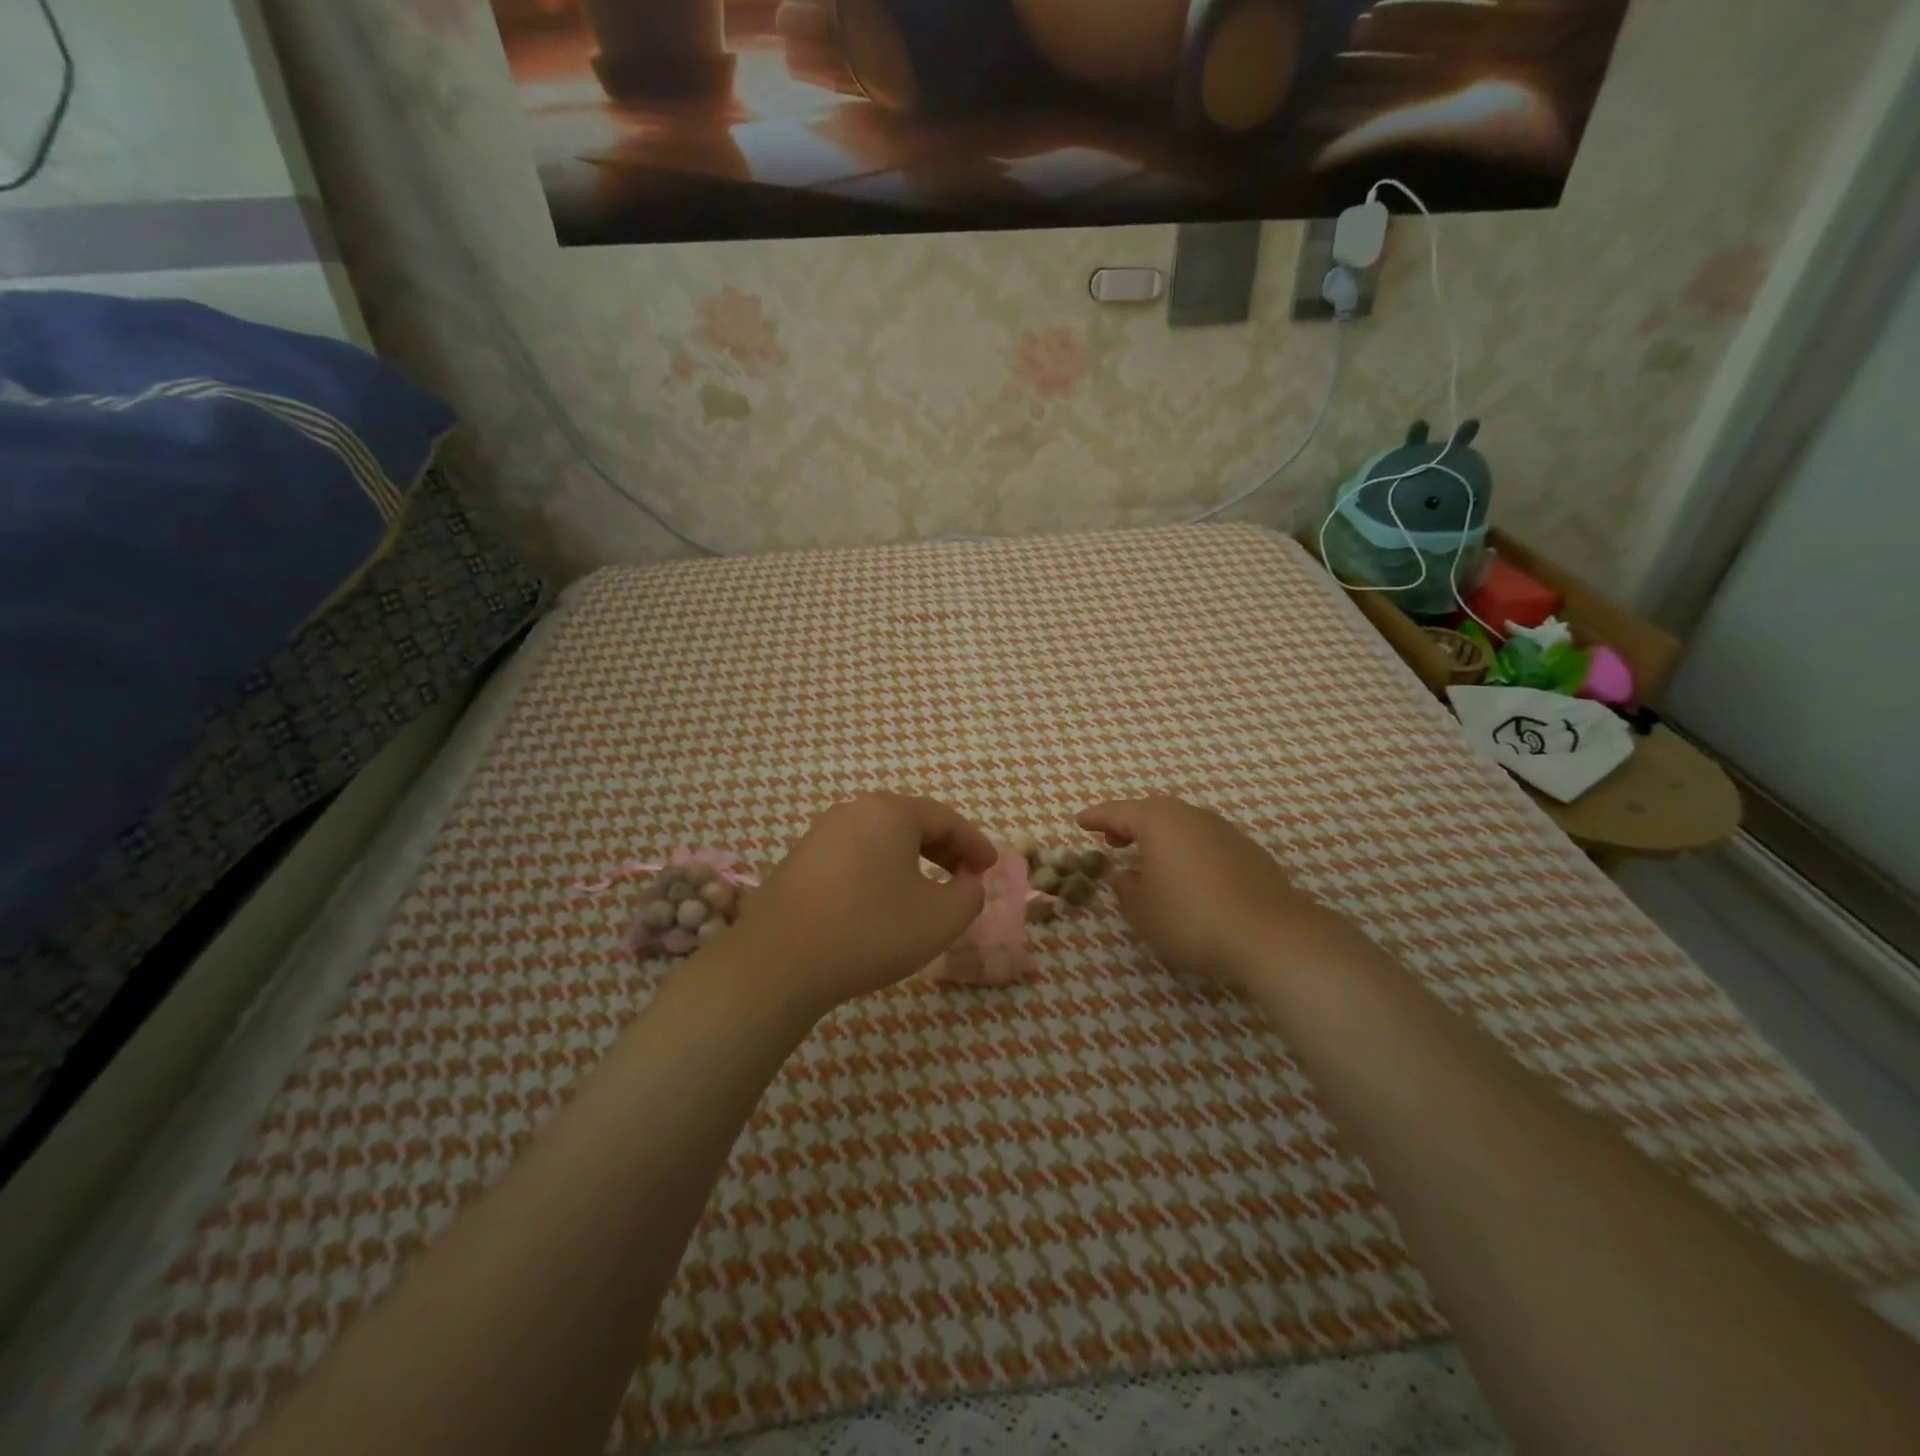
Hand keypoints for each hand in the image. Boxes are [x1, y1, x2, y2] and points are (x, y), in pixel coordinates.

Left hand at [723, 793, 996, 1018]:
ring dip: (911, 861)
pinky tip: (882, 902)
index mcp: (890, 812)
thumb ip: (969, 894)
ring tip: (927, 892)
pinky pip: (854, 856)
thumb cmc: (870, 931)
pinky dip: (880, 871)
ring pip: (881, 839)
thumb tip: (968, 880)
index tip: (992, 868)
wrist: (778, 962)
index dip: (975, 844)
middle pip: (912, 823)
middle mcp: (854, 810)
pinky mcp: (799, 860)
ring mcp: (821, 833)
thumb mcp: (940, 918)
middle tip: (965, 878)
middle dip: (944, 849)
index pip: (946, 819)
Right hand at [1076, 795, 1359, 992]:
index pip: (1117, 811)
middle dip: (1130, 824)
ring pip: (1182, 826)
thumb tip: (1126, 876)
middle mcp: (1191, 816)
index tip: (1080, 822)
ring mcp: (1224, 831)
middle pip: (1153, 812)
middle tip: (1113, 839)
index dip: (1096, 817)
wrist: (1269, 935)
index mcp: (1158, 821)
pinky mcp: (1249, 852)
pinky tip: (1188, 877)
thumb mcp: (1142, 911)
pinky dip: (1188, 852)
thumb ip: (1126, 889)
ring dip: (1162, 838)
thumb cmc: (1190, 918)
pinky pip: (1205, 843)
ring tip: (1150, 860)